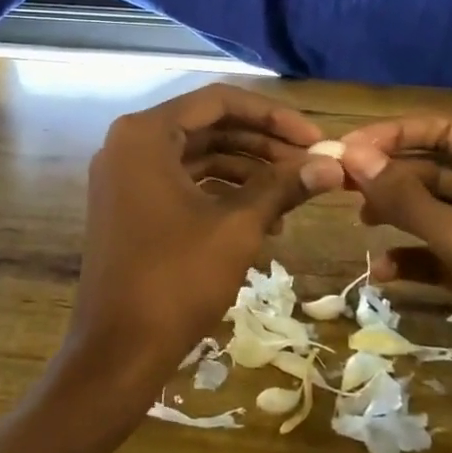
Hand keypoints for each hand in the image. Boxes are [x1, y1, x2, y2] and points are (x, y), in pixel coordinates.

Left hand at [63, 85, 321, 399]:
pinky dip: (220, 194)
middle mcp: (129, 143)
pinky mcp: (128, 205)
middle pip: (207, 127)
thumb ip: (283, 187)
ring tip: (293, 195)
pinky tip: (263, 219)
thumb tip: (334, 164)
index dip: (272, 116)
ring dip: (245, 171)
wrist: (117, 351)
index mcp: (146, 134)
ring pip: (196, 156)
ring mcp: (124, 176)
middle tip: (311, 164)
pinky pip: (181, 183)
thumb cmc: (176, 280)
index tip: (314, 137)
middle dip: (262, 144)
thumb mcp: (237, 228)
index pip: (218, 101)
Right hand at [336, 115, 451, 452]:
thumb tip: (352, 156)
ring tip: (361, 226)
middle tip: (340, 188)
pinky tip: (384, 274)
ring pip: (438, 214)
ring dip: (399, 218)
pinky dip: (416, 259)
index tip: (345, 150)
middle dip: (392, 180)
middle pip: (438, 171)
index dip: (393, 137)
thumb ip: (407, 199)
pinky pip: (446, 255)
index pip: (446, 132)